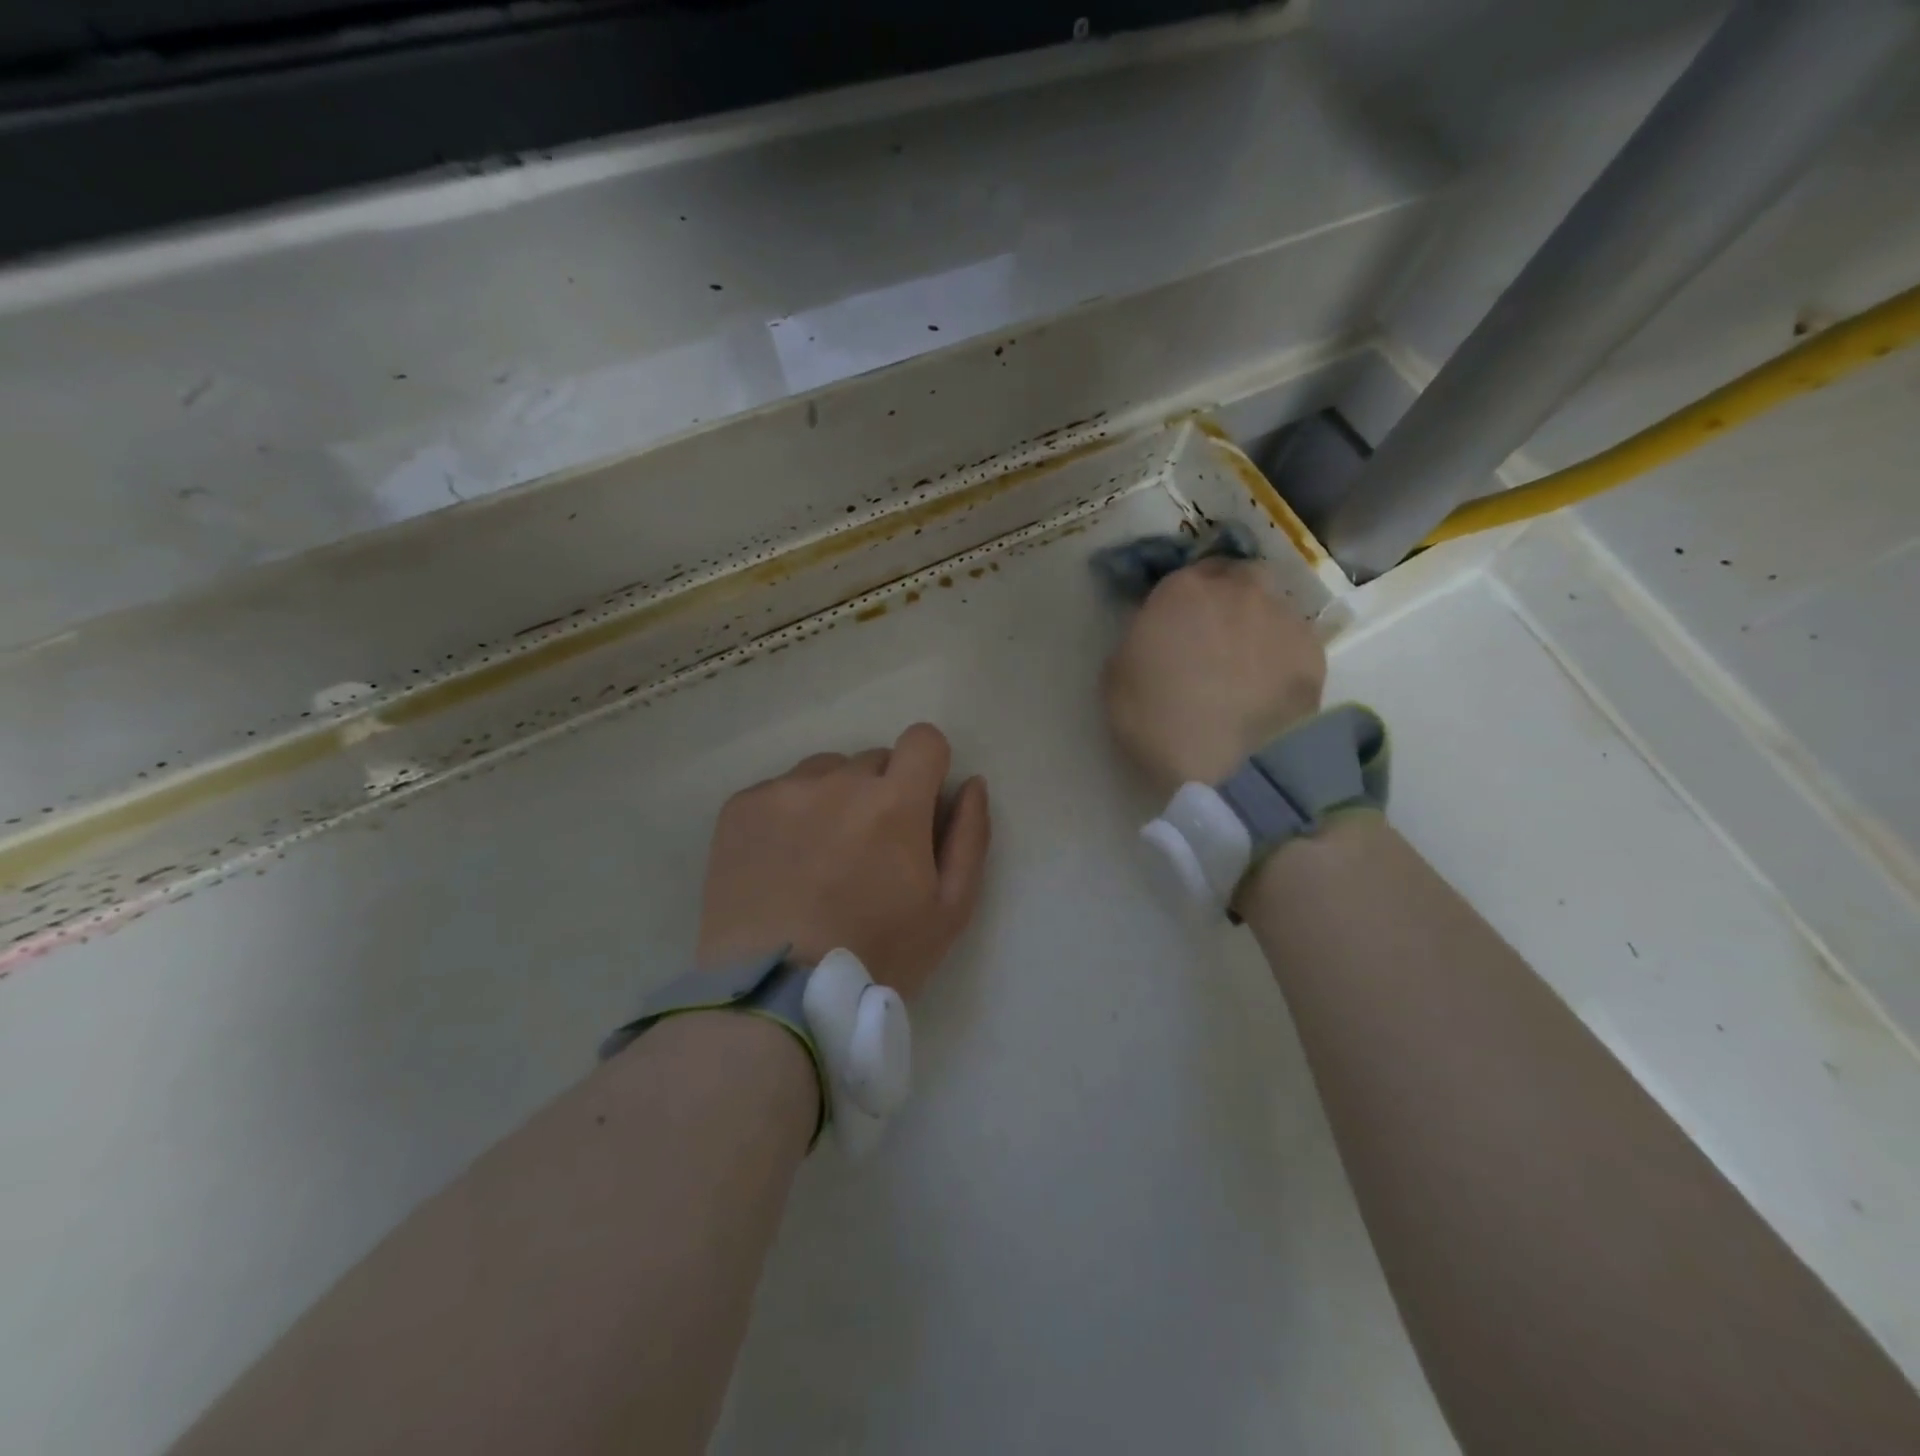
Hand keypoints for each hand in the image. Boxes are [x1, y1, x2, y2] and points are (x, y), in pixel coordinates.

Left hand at [696, 723, 991, 999]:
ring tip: (818, 858)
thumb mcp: (948, 911)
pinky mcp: (740, 807)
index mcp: (895, 802)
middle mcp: (839, 780)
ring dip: (833, 799)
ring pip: (824, 771)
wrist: (775, 995)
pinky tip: (780, 864)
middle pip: (873, 760)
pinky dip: (787, 815)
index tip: (918, 804)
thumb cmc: (876, 956)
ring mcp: (783, 790)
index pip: (924, 739)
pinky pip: (778, 790)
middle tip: (866, 852)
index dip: (928, 767)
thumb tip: (972, 784)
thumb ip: (969, 838)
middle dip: (880, 793)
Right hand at [1102, 558, 1324, 791]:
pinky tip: (1270, 684)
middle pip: (1234, 577)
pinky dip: (1281, 653)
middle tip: (1213, 637)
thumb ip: (1136, 643)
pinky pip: (1292, 640)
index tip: (1174, 627)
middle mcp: (1237, 589)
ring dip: (1255, 623)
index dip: (1179, 602)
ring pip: (1268, 605)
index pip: (1182, 576)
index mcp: (1182, 590)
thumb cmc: (1159, 722)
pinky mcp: (1314, 650)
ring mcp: (1282, 616)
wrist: (1234, 764)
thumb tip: (1154, 637)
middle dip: (1225, 598)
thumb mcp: (1115, 681)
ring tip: (1246, 665)